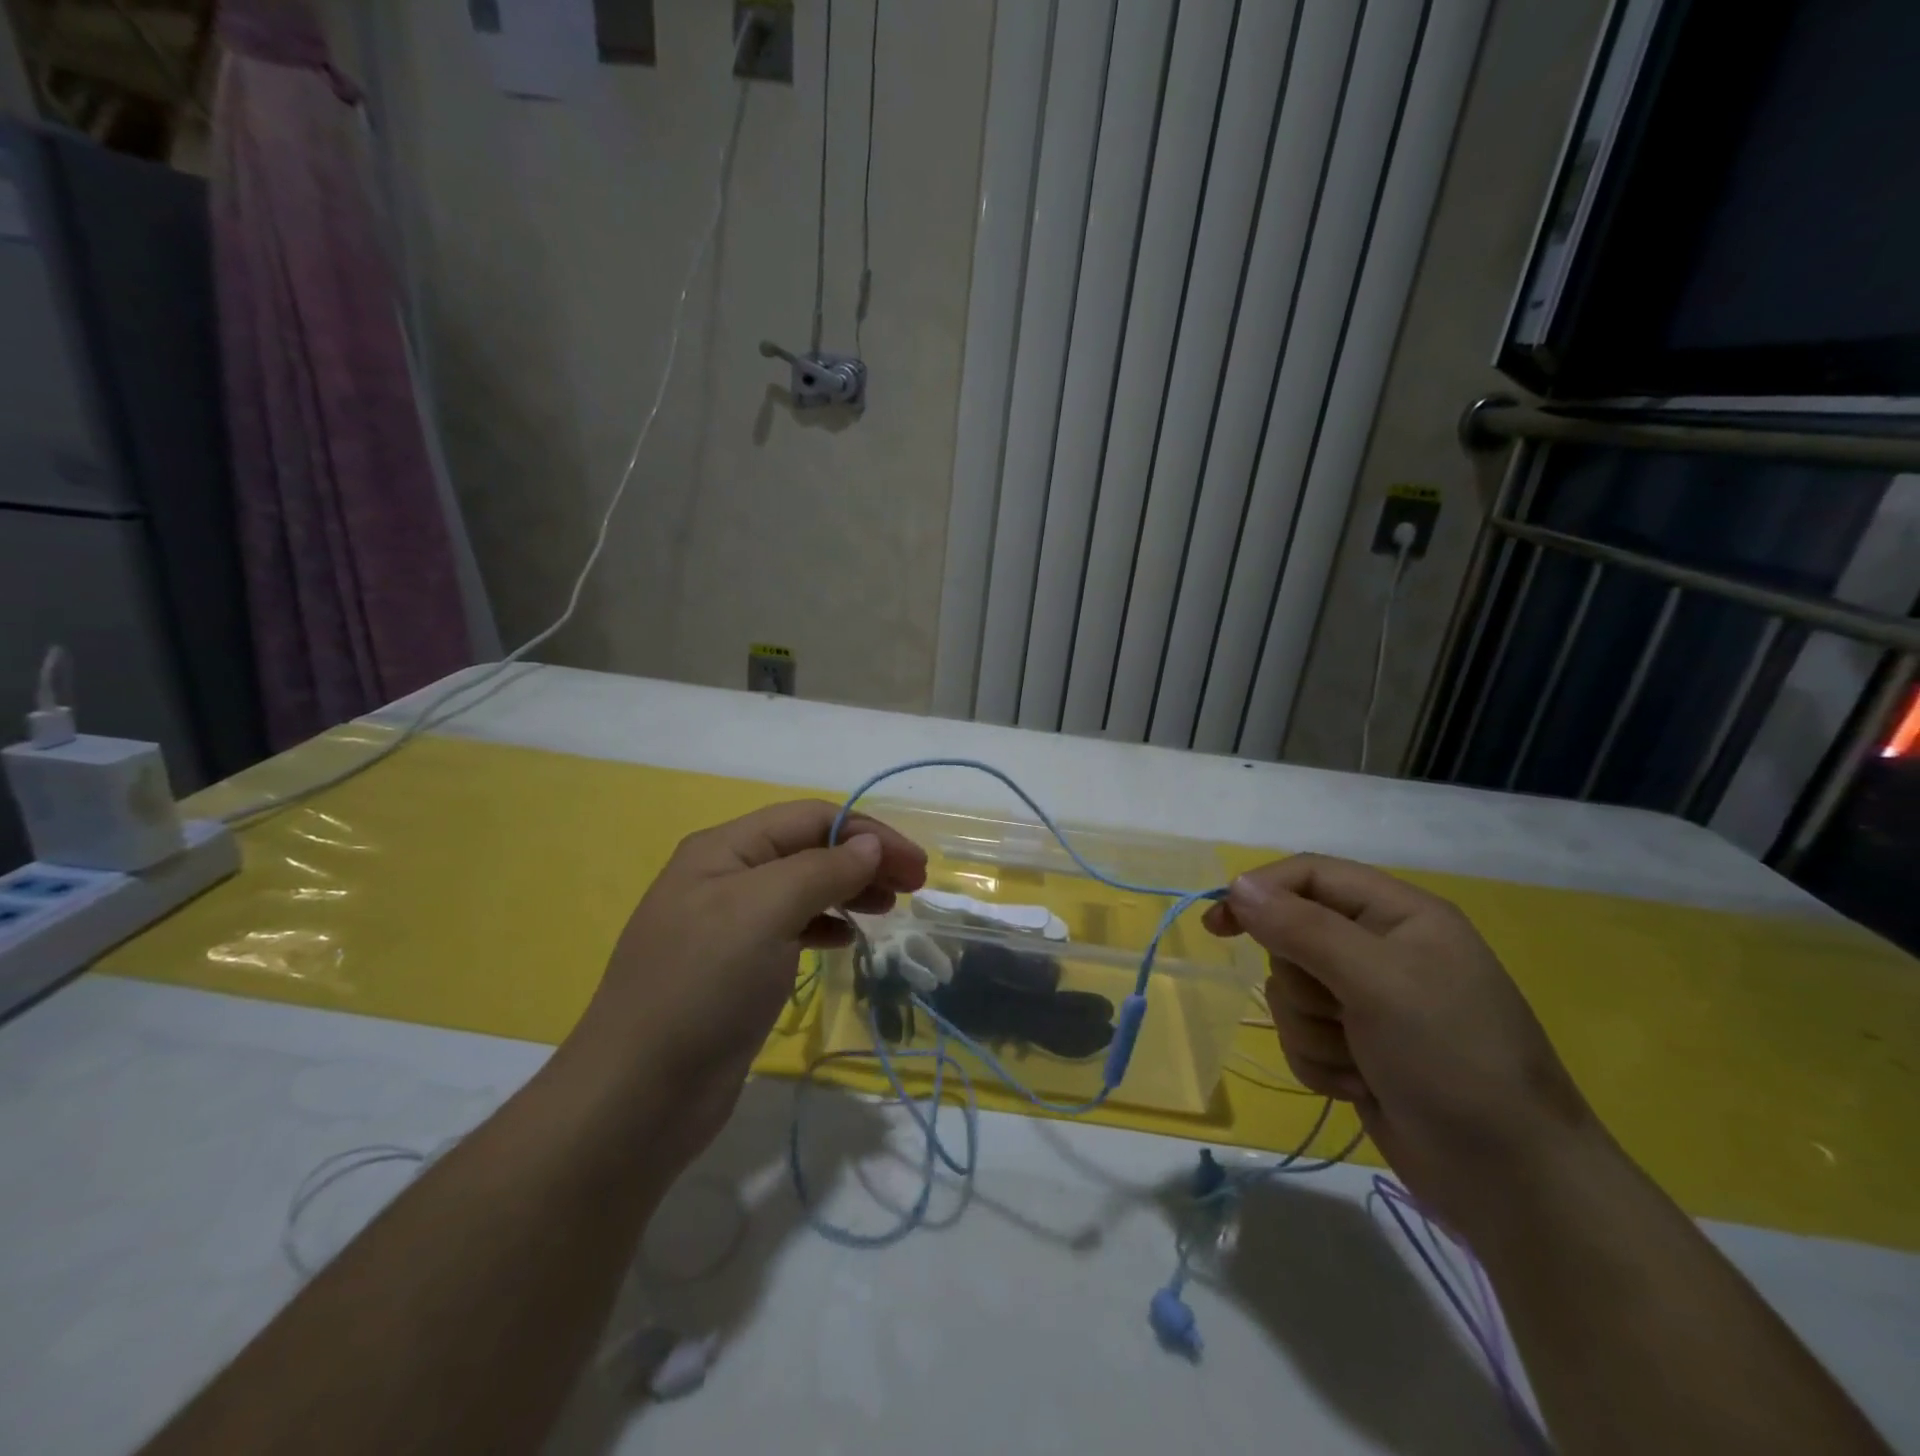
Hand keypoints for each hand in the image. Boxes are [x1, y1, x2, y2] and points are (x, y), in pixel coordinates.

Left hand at [566, 800, 926, 1162]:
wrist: (638, 1096)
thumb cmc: (703, 987)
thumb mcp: (764, 912)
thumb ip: (822, 870)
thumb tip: (869, 844)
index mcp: (725, 849)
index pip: (810, 819)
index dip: (867, 833)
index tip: (915, 864)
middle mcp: (726, 877)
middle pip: (809, 850)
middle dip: (863, 859)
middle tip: (913, 887)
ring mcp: (729, 925)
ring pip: (803, 889)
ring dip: (849, 890)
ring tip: (887, 908)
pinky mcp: (737, 969)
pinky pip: (792, 929)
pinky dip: (826, 925)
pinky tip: (847, 940)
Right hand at [1203, 853, 1597, 1236]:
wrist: (1511, 1183)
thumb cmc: (1452, 1060)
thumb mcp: (1377, 982)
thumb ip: (1302, 928)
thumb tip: (1236, 886)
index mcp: (1399, 915)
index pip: (1309, 875)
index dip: (1259, 892)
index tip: (1218, 926)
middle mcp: (1381, 949)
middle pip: (1291, 937)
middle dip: (1302, 984)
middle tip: (1340, 1011)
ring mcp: (1369, 1002)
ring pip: (1290, 993)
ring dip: (1312, 1031)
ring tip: (1362, 1060)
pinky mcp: (1358, 1048)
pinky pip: (1301, 1037)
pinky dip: (1321, 1062)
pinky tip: (1362, 1085)